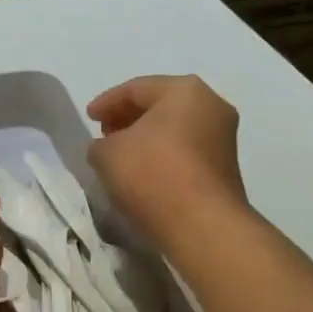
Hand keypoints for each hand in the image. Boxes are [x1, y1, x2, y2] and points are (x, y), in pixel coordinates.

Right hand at [86, 76, 251, 256]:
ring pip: (174, 128)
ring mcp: (223, 136)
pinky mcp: (224, 166)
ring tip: (121, 155)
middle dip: (128, 117)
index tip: (88, 118)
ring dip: (146, 138)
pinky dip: (162, 154)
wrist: (201, 223)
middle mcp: (211, 105)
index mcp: (184, 90)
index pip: (136, 88)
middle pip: (160, 105)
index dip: (106, 102)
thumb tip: (108, 147)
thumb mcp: (107, 155)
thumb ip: (100, 144)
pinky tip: (143, 172)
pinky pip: (185, 150)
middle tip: (104, 132)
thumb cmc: (152, 174)